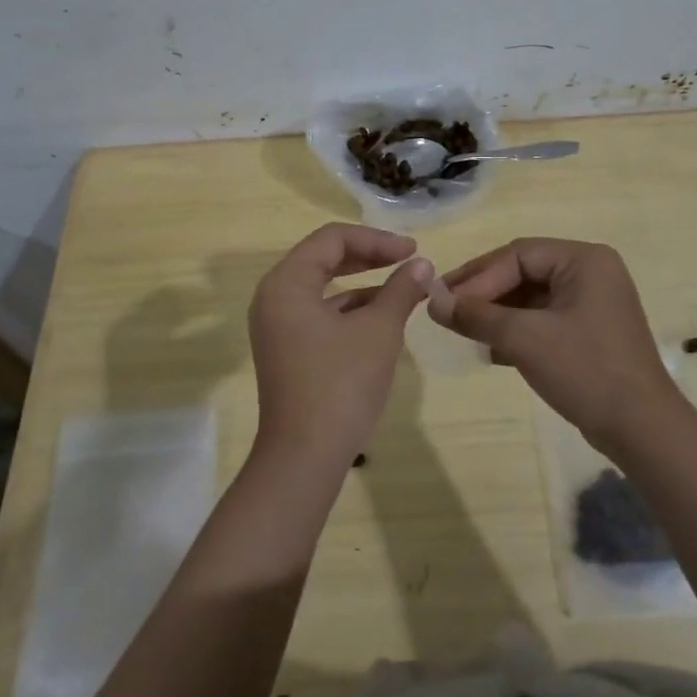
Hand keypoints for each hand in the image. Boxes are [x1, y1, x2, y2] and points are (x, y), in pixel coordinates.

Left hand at [247, 224, 433, 472]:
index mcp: (286, 283)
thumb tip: (422, 265)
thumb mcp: (379, 330)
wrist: (305, 457)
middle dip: (369, 256)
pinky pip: (319, 313)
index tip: (413, 250)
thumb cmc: (341, 384)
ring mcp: (277, 326)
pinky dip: (350, 308)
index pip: (332, 239)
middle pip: (324, 258)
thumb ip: (400, 290)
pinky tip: (382, 317)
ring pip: (323, 287)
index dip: (376, 239)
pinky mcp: (287, 349)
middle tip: (409, 260)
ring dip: (363, 283)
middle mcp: (274, 297)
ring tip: (403, 288)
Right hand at [428, 237, 677, 456]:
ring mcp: (593, 303)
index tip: (443, 299)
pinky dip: (516, 330)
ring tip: (462, 329)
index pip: (517, 255)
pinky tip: (489, 349)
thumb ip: (476, 315)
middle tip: (445, 308)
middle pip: (523, 272)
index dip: (477, 276)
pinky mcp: (590, 332)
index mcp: (584, 260)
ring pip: (531, 297)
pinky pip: (544, 318)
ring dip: (496, 313)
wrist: (642, 430)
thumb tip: (432, 301)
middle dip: (484, 293)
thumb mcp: (524, 339)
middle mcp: (591, 272)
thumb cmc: (585, 371)